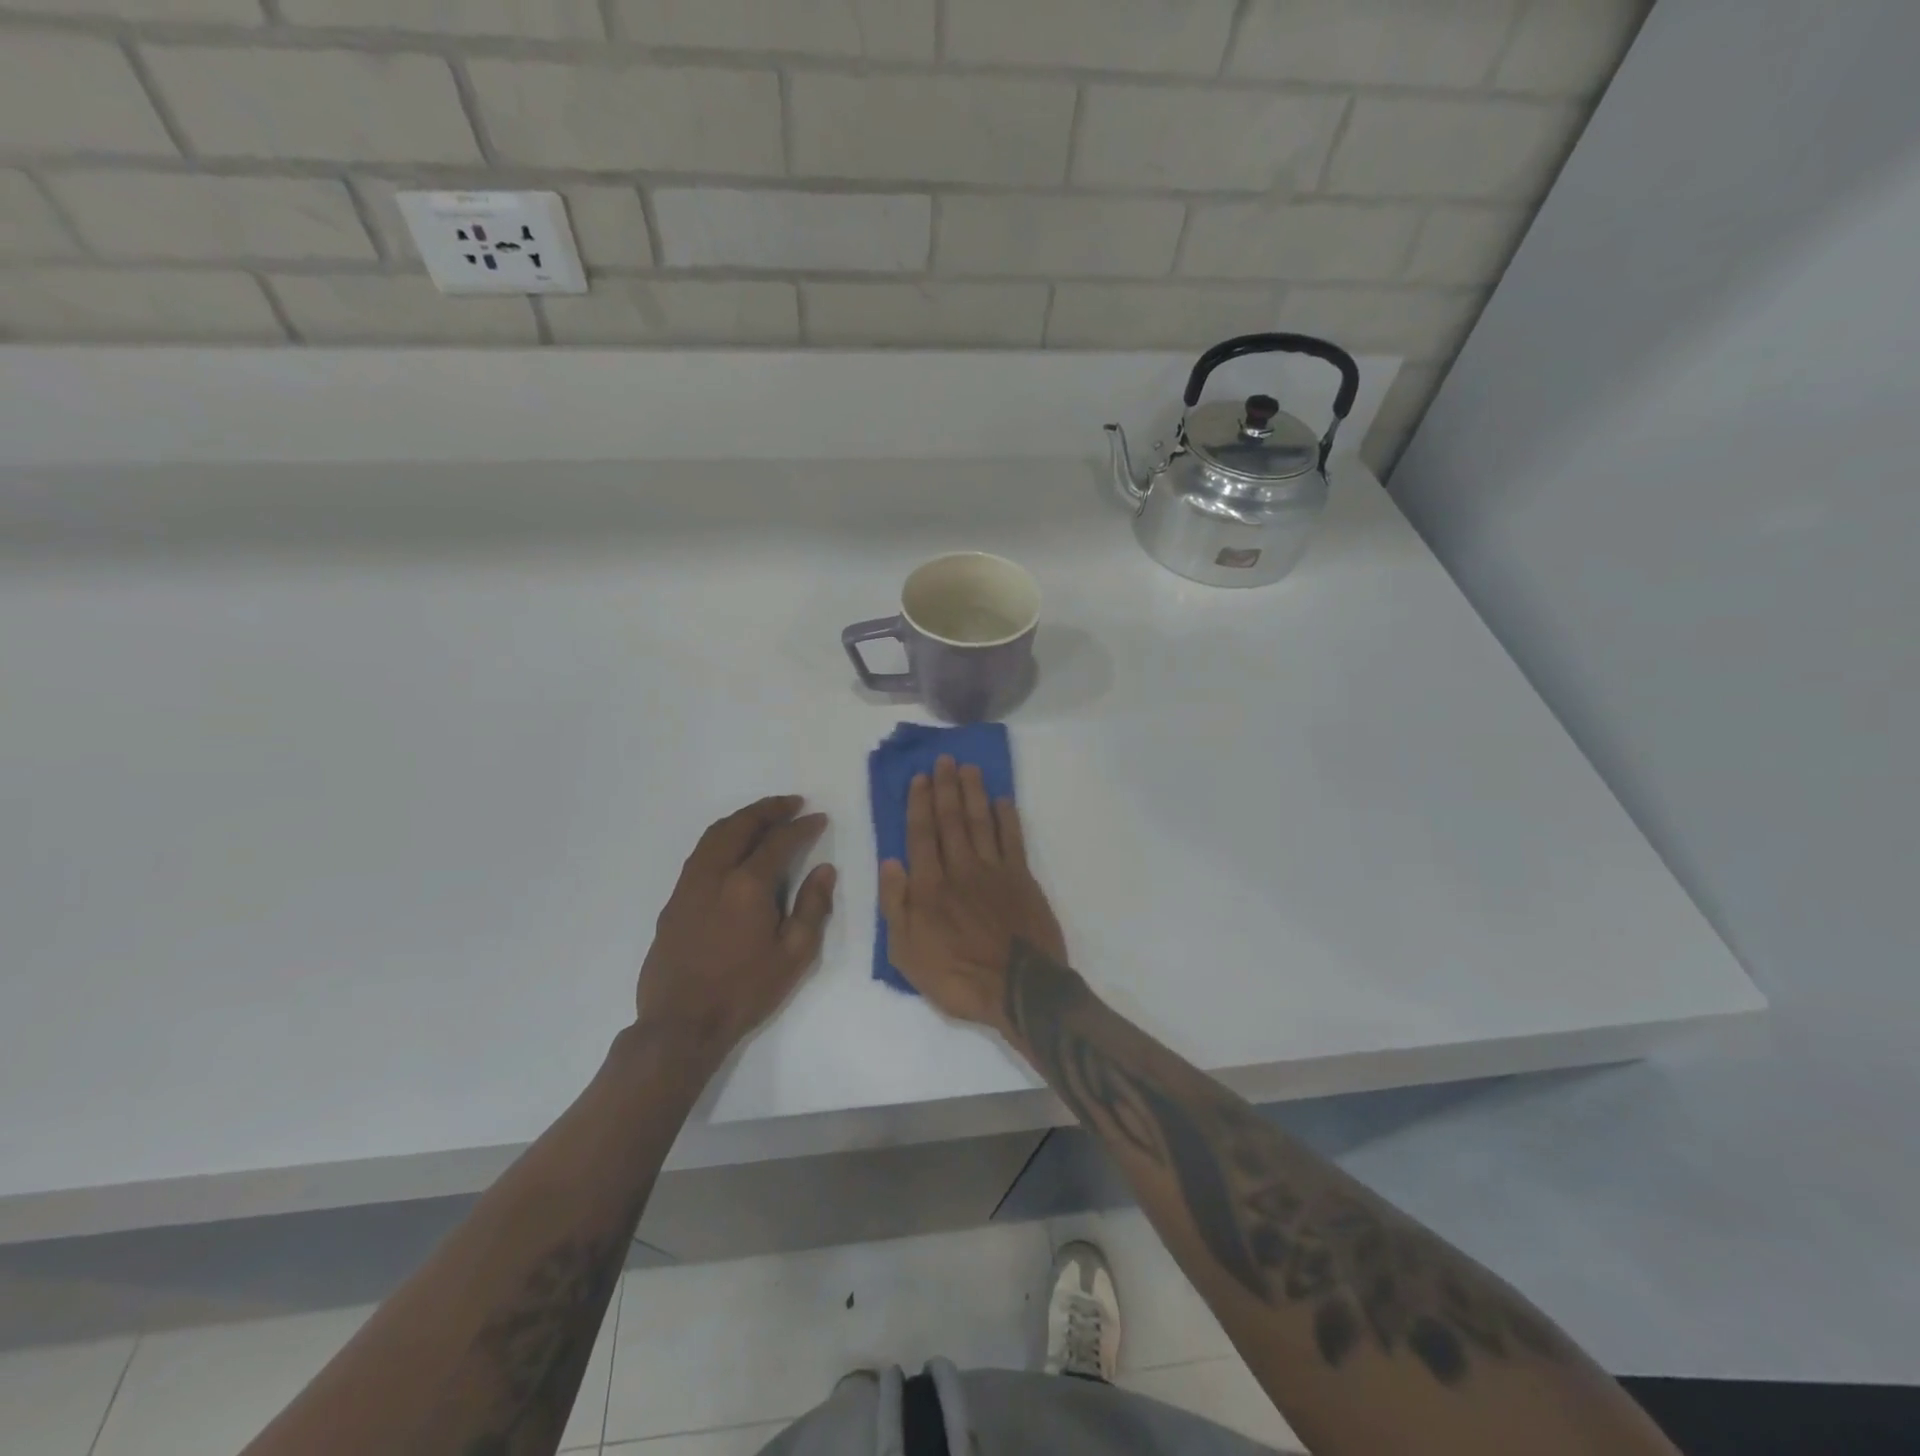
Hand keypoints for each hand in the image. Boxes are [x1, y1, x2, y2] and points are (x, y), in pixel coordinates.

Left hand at [637, 795, 835, 1060]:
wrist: (681, 1024)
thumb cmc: (745, 991)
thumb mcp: (794, 955)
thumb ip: (812, 907)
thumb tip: (825, 870)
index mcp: (747, 885)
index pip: (779, 841)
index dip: (802, 826)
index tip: (819, 818)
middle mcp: (714, 874)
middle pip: (740, 825)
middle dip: (768, 809)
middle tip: (792, 803)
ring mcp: (689, 885)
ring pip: (714, 835)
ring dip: (742, 819)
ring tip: (764, 816)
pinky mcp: (674, 901)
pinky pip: (700, 854)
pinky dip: (721, 837)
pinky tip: (733, 849)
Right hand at [879, 756, 1065, 1033]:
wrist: (1018, 989)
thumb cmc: (956, 977)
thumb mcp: (906, 953)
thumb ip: (895, 904)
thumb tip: (890, 861)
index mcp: (929, 886)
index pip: (921, 834)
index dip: (919, 804)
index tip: (919, 778)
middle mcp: (960, 868)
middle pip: (951, 820)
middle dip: (946, 787)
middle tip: (945, 760)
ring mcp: (994, 871)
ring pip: (981, 822)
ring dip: (974, 793)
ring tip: (969, 768)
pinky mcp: (1022, 879)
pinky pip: (1013, 840)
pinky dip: (1007, 818)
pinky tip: (1003, 800)